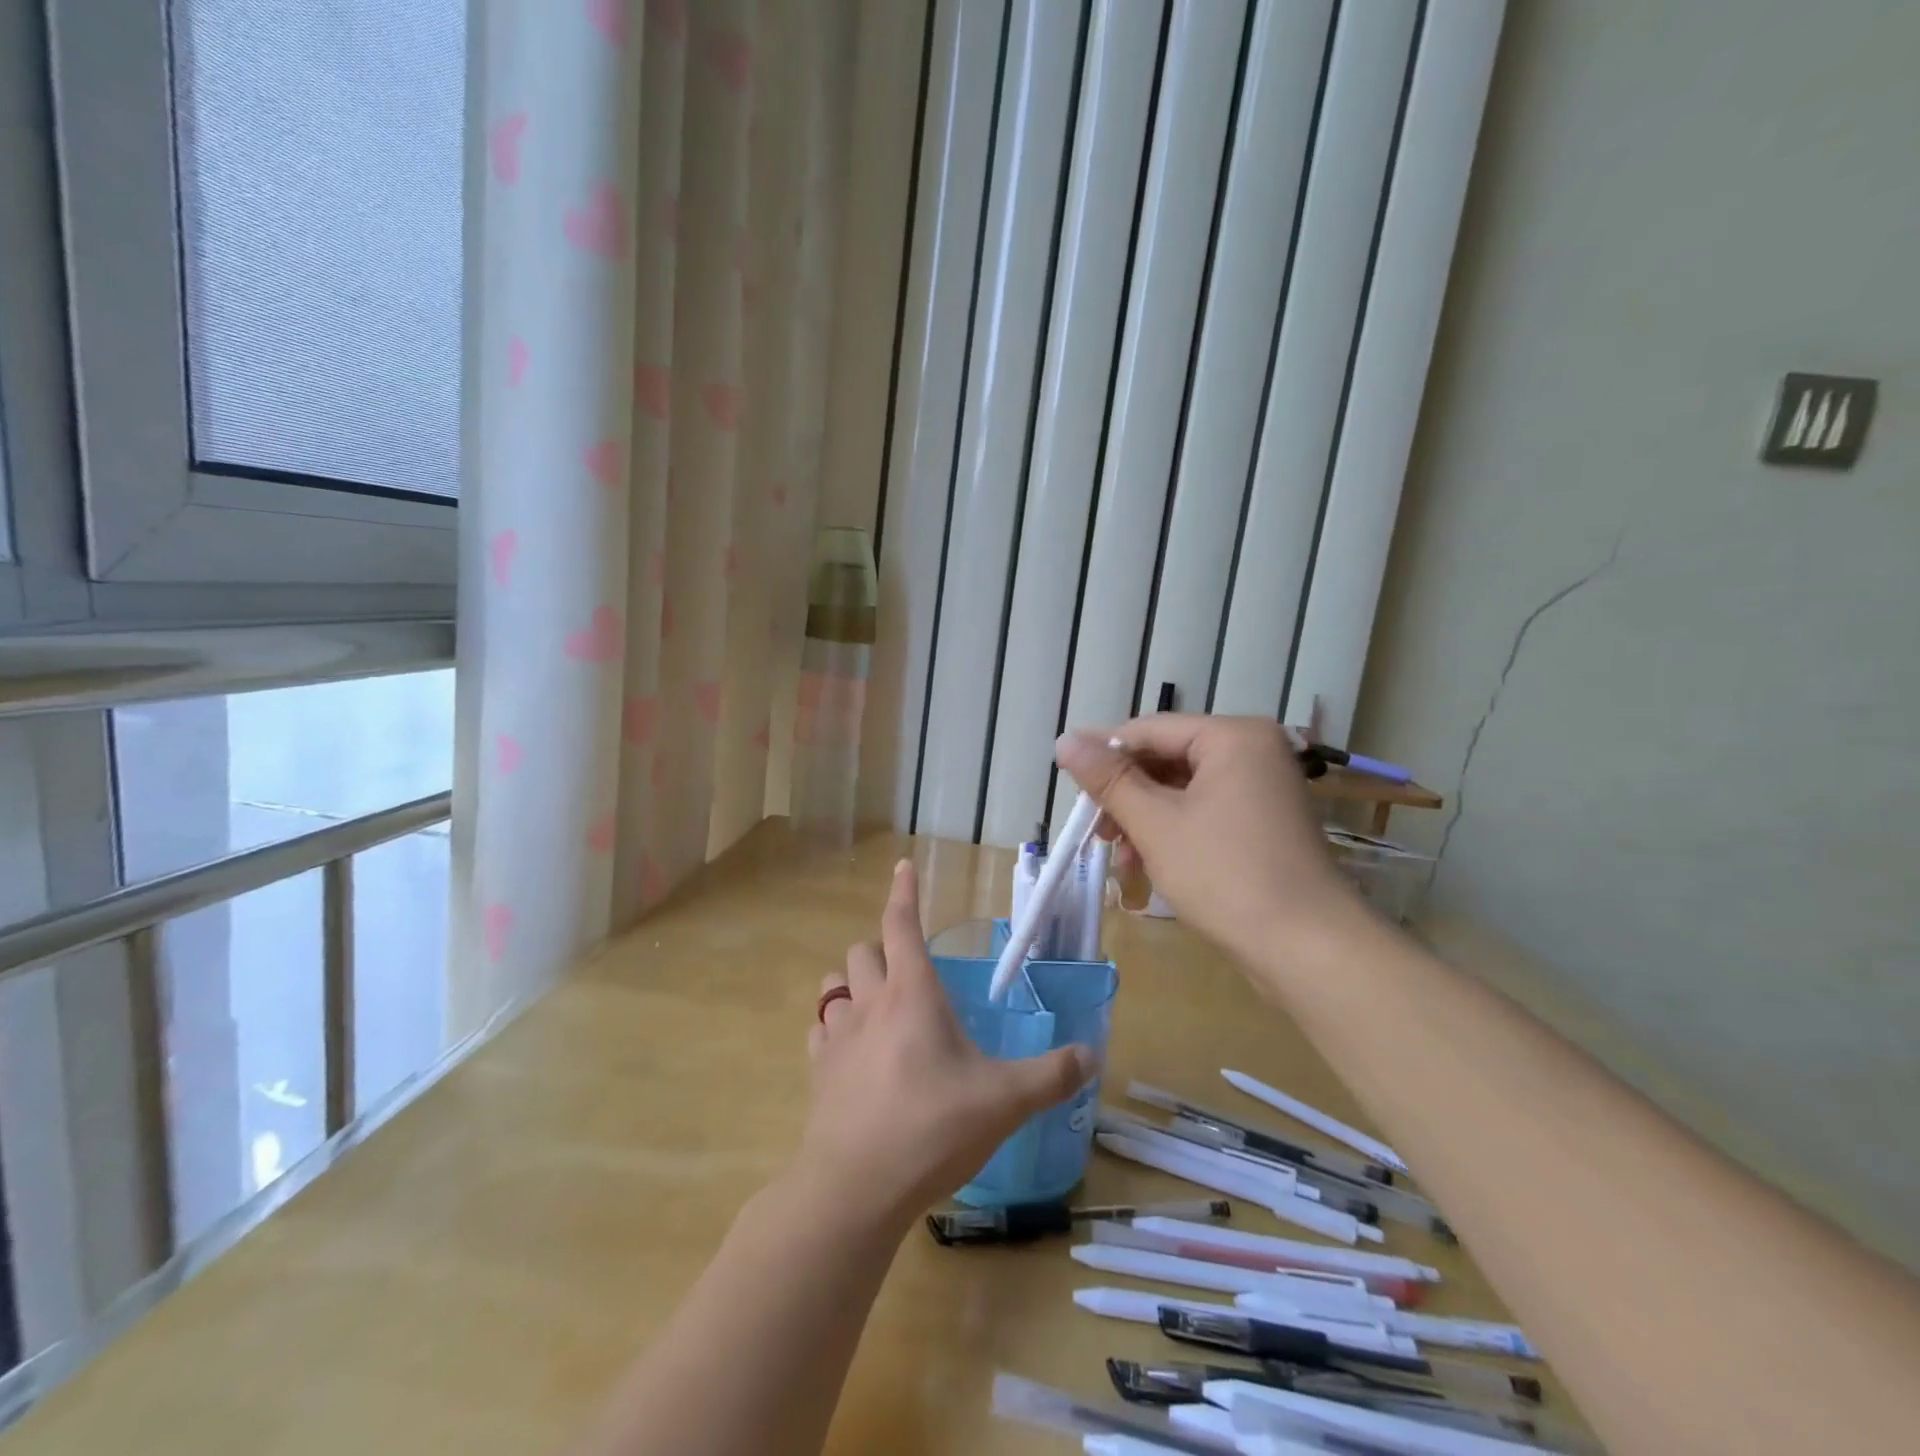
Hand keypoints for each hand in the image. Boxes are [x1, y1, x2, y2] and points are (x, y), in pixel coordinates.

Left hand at [799, 860, 1095, 1221]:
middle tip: (907, 968)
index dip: (903, 892)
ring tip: (876, 1001)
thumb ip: (1051, 1075)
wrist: (855, 1187)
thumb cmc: (932, 1128)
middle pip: (863, 950)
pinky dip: (834, 1025)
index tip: (902, 865)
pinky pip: (820, 1029)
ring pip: (834, 984)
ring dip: (852, 982)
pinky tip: (850, 1049)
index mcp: (912, 994)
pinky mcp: (818, 1071)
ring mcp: (838, 1037)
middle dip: (882, 947)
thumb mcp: (1004, 1101)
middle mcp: (870, 1003)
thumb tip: (1091, 1055)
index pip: (901, 924)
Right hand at [1054, 715, 1357, 963]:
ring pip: (1182, 791)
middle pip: (1167, 760)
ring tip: (1122, 860)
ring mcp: (1262, 789)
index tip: (1065, 778)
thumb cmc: (1226, 875)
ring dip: (1145, 821)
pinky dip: (1172, 834)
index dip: (1103, 753)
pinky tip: (1149, 867)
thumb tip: (1065, 740)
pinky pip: (1204, 813)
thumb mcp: (1155, 824)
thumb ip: (1109, 779)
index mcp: (1233, 737)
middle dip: (1127, 797)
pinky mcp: (1263, 823)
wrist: (1307, 949)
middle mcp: (1252, 752)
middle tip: (1096, 831)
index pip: (1151, 730)